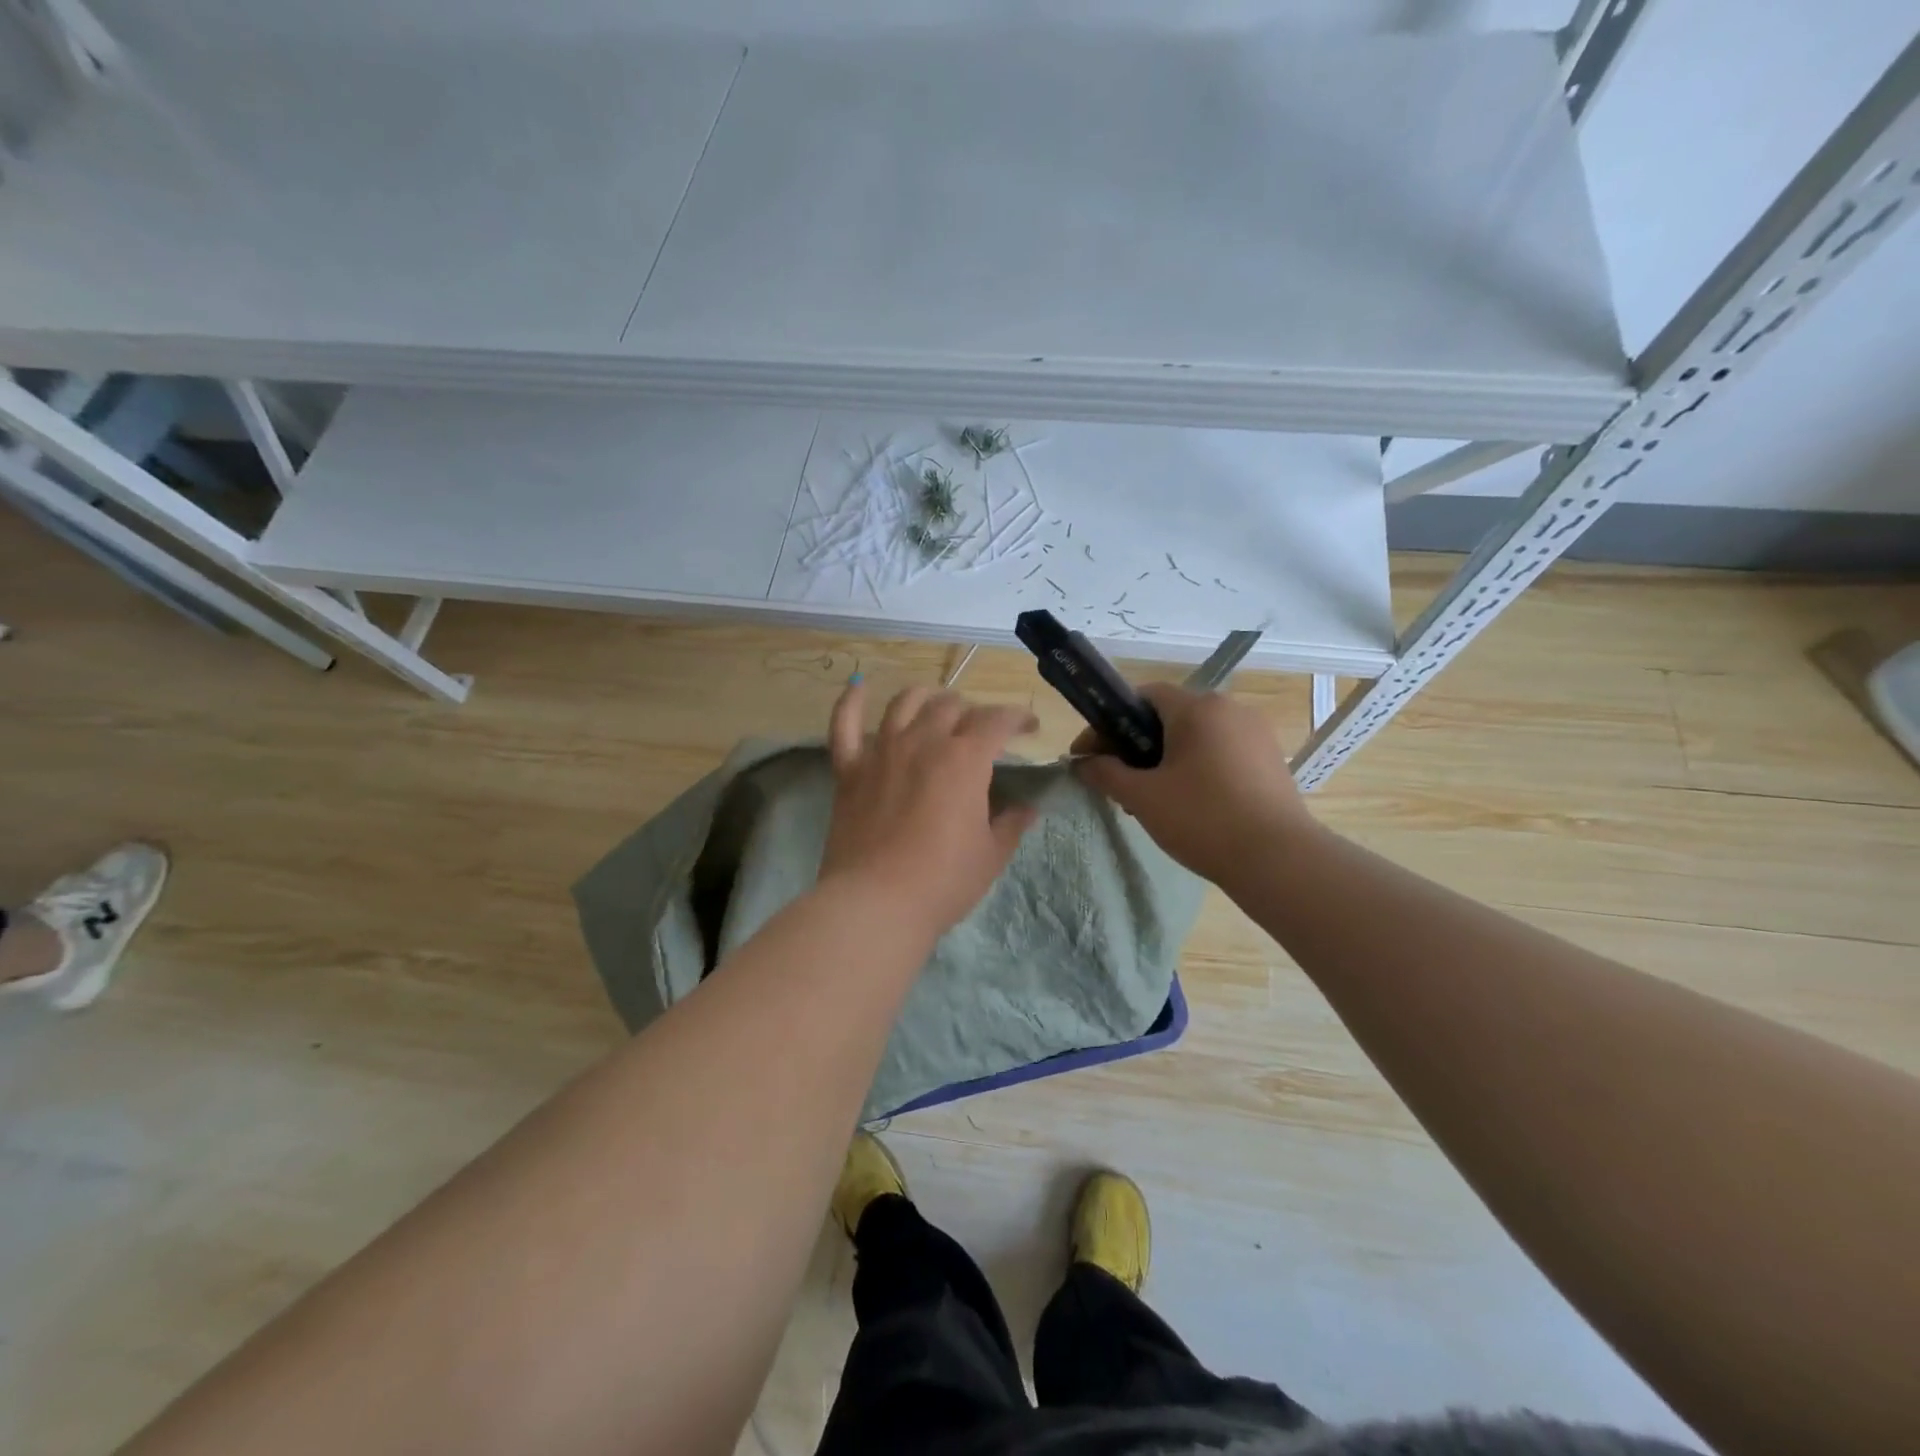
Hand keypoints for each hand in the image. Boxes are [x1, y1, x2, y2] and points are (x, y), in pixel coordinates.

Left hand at [820, 682, 1041, 937]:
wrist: (875, 903)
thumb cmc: (942, 881)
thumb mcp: (990, 855)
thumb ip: (1011, 825)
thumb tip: (1028, 809)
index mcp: (964, 759)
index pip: (997, 720)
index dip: (1017, 717)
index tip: (1029, 727)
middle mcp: (923, 742)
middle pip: (951, 706)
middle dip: (973, 711)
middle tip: (982, 731)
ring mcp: (881, 752)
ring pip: (904, 703)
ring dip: (926, 698)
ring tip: (936, 706)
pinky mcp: (849, 770)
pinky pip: (844, 725)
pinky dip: (851, 702)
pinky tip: (858, 686)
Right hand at [1071, 683, 1315, 886]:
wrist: (1278, 860)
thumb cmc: (1202, 819)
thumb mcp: (1142, 797)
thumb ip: (1106, 773)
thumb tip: (1081, 763)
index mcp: (1198, 708)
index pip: (1143, 696)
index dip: (1109, 724)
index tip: (1088, 756)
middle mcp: (1230, 709)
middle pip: (1169, 717)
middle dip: (1135, 746)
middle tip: (1116, 782)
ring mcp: (1255, 734)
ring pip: (1196, 737)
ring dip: (1165, 759)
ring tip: (1149, 798)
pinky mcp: (1271, 760)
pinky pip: (1220, 753)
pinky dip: (1195, 768)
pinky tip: (1187, 804)